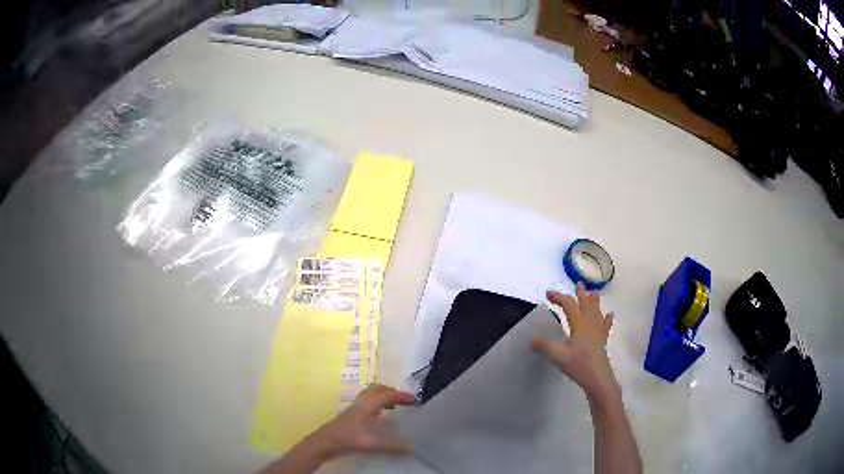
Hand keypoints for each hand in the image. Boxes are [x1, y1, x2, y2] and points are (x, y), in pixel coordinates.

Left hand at [310, 384, 415, 458]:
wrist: (323, 442)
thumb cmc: (346, 440)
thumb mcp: (370, 443)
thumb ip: (391, 446)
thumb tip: (412, 447)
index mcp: (366, 406)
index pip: (386, 395)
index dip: (401, 396)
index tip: (414, 399)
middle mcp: (360, 404)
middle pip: (376, 389)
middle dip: (391, 391)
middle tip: (404, 399)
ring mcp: (353, 408)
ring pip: (370, 395)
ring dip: (383, 396)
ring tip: (394, 406)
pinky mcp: (349, 415)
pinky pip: (366, 403)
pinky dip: (376, 404)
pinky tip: (378, 418)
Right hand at [531, 282, 619, 402]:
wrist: (598, 379)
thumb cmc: (579, 365)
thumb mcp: (558, 356)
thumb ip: (544, 346)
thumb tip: (531, 339)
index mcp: (579, 324)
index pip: (569, 305)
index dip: (559, 297)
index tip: (547, 294)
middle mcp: (590, 324)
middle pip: (586, 304)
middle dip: (581, 293)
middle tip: (578, 283)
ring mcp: (598, 332)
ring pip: (596, 312)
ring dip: (593, 301)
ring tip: (593, 292)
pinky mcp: (602, 341)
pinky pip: (605, 326)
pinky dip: (607, 319)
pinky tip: (610, 314)